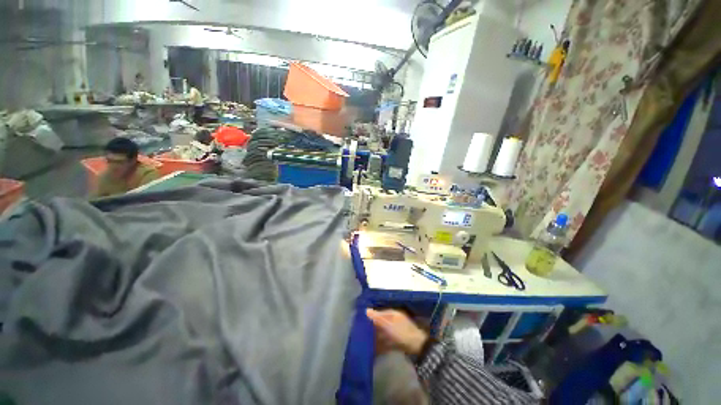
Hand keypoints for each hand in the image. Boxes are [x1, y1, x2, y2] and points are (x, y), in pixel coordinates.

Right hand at [366, 309, 428, 355]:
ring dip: (376, 335)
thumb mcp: (389, 325)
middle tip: (363, 331)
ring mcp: (396, 329)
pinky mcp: (398, 339)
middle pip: (381, 322)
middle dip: (373, 326)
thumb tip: (366, 310)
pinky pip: (387, 339)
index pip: (379, 313)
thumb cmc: (402, 333)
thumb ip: (378, 318)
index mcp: (393, 313)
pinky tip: (375, 348)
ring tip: (367, 340)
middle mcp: (394, 319)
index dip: (371, 316)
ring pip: (383, 331)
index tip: (362, 320)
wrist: (418, 347)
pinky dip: (381, 343)